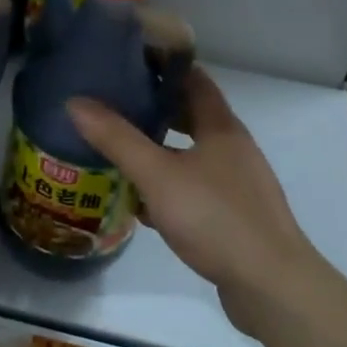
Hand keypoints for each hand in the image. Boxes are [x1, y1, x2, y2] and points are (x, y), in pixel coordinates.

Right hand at [68, 67, 322, 336]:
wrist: (270, 287)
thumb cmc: (215, 218)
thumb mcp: (157, 175)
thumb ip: (116, 138)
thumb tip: (75, 102)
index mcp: (221, 127)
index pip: (193, 79)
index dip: (163, 65)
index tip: (127, 60)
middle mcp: (232, 149)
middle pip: (190, 116)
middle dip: (154, 108)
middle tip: (113, 103)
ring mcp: (236, 184)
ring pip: (190, 155)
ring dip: (158, 149)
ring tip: (118, 148)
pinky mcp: (233, 217)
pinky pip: (193, 189)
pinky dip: (167, 186)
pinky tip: (141, 202)